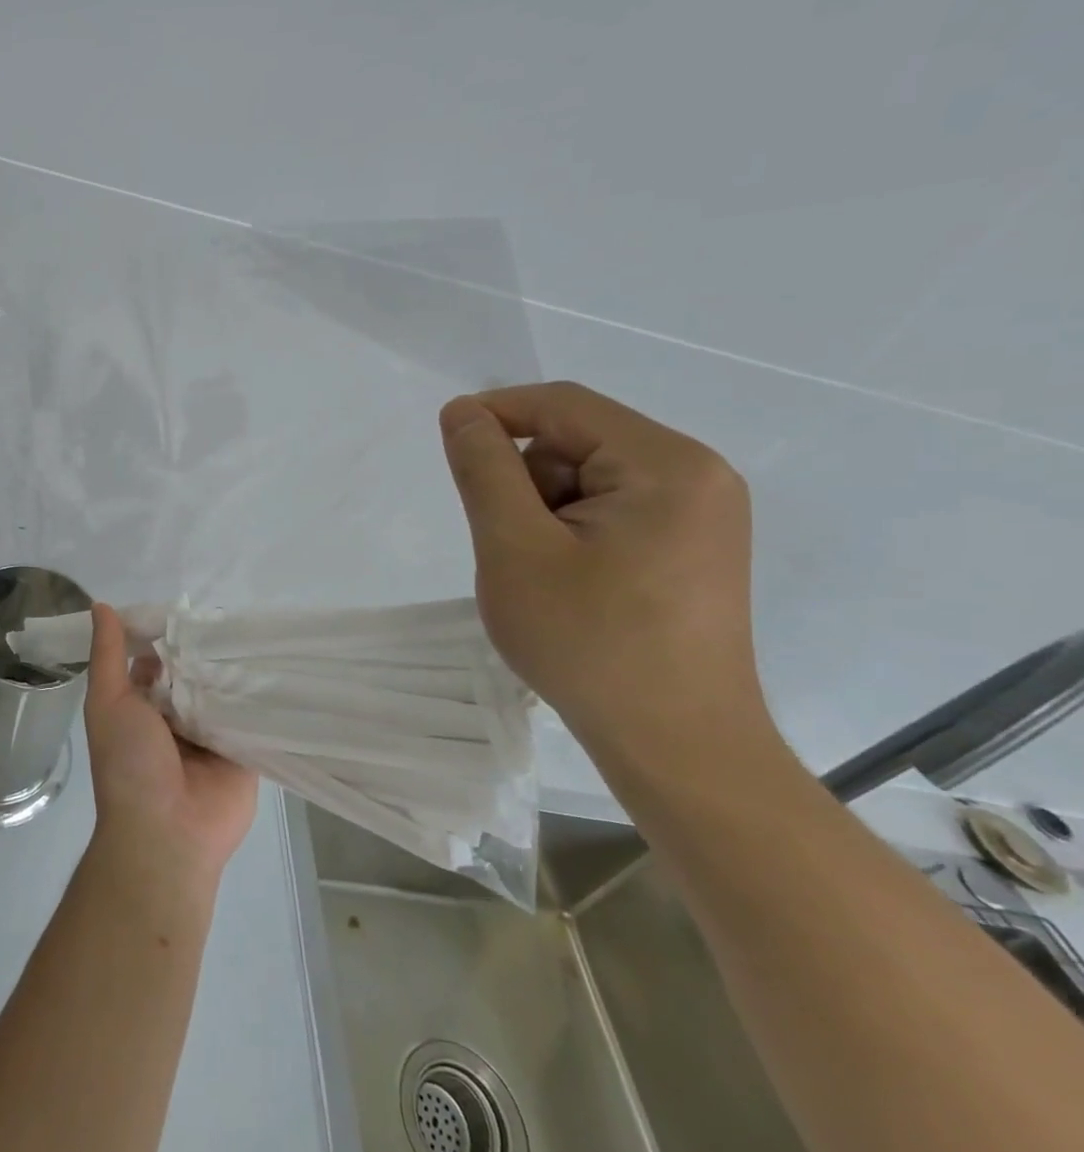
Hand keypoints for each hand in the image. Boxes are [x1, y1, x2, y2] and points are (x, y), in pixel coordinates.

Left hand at [84, 603, 258, 885]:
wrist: (167, 833)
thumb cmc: (129, 764)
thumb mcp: (108, 702)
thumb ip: (107, 655)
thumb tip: (101, 605)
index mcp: (142, 706)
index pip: (157, 659)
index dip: (166, 635)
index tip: (187, 604)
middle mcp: (176, 717)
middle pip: (194, 673)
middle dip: (206, 649)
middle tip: (231, 612)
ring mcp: (211, 734)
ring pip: (225, 691)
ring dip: (235, 669)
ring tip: (259, 630)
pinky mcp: (244, 751)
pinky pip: (253, 717)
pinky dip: (261, 697)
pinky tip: (280, 664)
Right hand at [438, 382, 775, 767]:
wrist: (675, 746)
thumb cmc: (589, 643)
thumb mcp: (515, 548)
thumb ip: (484, 469)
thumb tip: (462, 410)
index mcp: (666, 464)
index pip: (563, 405)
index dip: (496, 413)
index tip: (449, 450)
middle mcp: (697, 475)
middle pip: (579, 441)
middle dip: (527, 480)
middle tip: (511, 546)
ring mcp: (702, 513)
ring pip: (591, 477)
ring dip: (547, 510)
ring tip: (543, 575)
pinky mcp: (693, 546)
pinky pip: (614, 509)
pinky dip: (573, 531)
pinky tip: (572, 583)